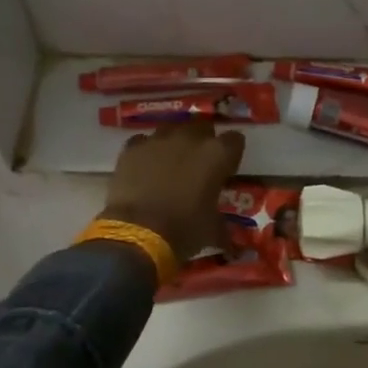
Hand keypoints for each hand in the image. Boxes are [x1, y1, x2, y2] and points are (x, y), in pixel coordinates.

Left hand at [101, 120, 246, 260]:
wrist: (136, 233)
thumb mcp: (212, 231)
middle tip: (199, 163)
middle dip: (203, 141)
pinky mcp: (132, 148)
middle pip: (203, 127)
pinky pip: (143, 141)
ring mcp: (158, 140)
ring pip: (172, 130)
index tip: (227, 167)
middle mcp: (190, 138)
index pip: (235, 140)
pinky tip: (145, 167)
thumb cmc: (183, 230)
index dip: (231, 154)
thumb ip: (223, 226)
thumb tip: (231, 240)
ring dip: (174, 142)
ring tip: (171, 162)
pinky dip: (146, 151)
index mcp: (217, 154)